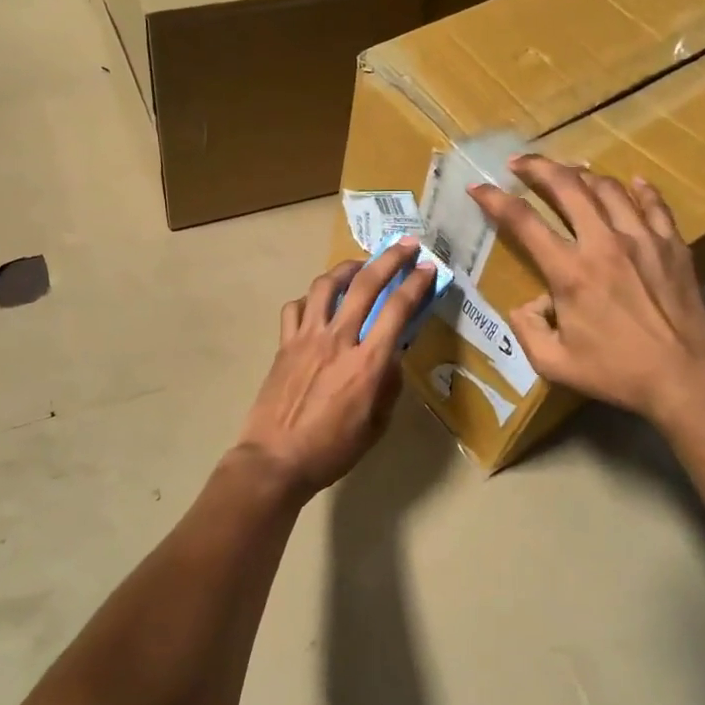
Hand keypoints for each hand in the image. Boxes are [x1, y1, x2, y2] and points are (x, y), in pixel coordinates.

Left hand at [235, 239, 436, 497]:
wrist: (276, 459)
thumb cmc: (332, 450)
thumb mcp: (376, 425)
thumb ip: (388, 385)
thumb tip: (392, 356)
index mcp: (368, 362)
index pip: (398, 310)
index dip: (416, 284)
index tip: (427, 268)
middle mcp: (338, 339)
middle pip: (366, 284)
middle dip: (389, 259)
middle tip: (404, 245)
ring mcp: (306, 338)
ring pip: (326, 286)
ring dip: (347, 268)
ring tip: (359, 266)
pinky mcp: (284, 344)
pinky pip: (296, 308)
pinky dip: (310, 299)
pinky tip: (318, 304)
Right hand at [470, 155, 704, 423]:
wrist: (683, 378)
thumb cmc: (615, 373)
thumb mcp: (553, 363)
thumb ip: (527, 329)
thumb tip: (527, 304)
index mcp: (570, 273)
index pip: (524, 222)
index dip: (495, 200)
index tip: (479, 187)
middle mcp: (604, 244)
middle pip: (568, 187)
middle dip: (539, 168)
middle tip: (520, 163)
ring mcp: (643, 240)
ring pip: (609, 189)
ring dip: (583, 175)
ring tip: (570, 172)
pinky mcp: (673, 246)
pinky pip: (654, 204)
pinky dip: (639, 189)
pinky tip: (632, 182)